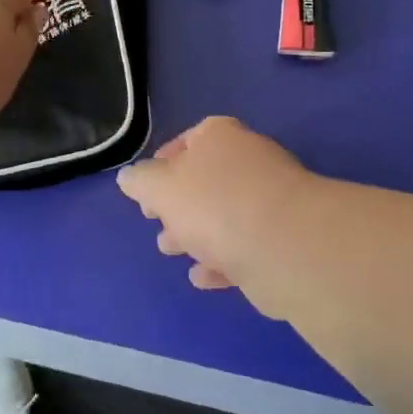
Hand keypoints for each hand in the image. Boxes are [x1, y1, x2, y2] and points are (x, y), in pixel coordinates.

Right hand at [115, 116, 320, 319]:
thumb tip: (130, 178)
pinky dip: (221, 260)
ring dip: (196, 233)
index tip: (147, 188)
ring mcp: (270, 202)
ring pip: (224, 215)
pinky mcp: (283, 241)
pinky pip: (244, 247)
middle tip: (155, 221)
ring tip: (171, 250)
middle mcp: (249, 162)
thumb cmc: (213, 204)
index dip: (165, 162)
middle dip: (177, 203)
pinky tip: (202, 277)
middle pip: (206, 180)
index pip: (191, 139)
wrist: (283, 246)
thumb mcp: (158, 187)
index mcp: (221, 137)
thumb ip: (140, 181)